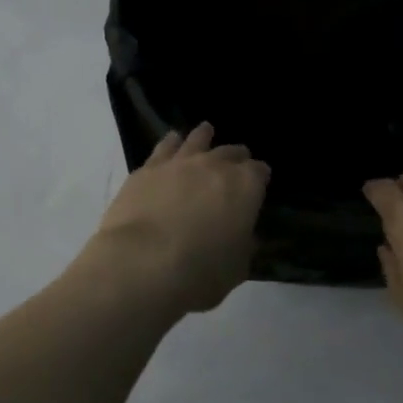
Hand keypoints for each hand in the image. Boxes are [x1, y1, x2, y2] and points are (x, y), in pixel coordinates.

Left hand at [87, 124, 269, 315]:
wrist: (142, 261)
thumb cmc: (199, 272)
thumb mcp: (236, 268)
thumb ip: (242, 246)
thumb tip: (244, 236)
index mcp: (244, 188)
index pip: (259, 172)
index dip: (260, 176)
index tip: (260, 179)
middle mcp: (213, 166)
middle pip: (229, 153)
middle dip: (236, 156)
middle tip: (238, 157)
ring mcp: (178, 163)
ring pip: (196, 141)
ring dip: (203, 136)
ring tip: (206, 130)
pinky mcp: (147, 169)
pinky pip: (164, 147)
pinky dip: (171, 142)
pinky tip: (172, 140)